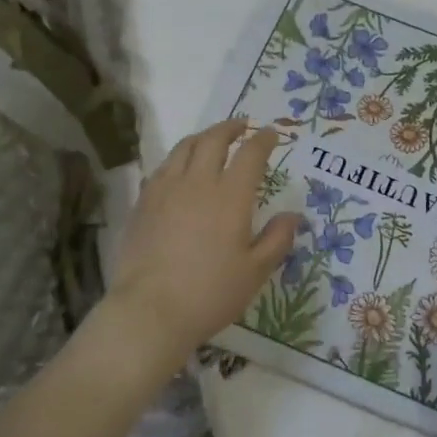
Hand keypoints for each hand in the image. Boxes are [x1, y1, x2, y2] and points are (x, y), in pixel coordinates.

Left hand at [107, 119, 299, 364]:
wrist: (150, 310)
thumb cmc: (210, 293)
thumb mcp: (255, 272)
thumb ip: (277, 239)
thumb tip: (293, 215)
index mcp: (230, 196)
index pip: (250, 154)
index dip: (263, 140)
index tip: (271, 134)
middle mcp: (197, 183)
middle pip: (213, 140)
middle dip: (230, 128)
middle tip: (242, 126)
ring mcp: (165, 190)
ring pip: (183, 148)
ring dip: (202, 137)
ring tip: (211, 139)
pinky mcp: (143, 204)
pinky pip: (162, 168)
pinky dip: (177, 159)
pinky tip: (179, 169)